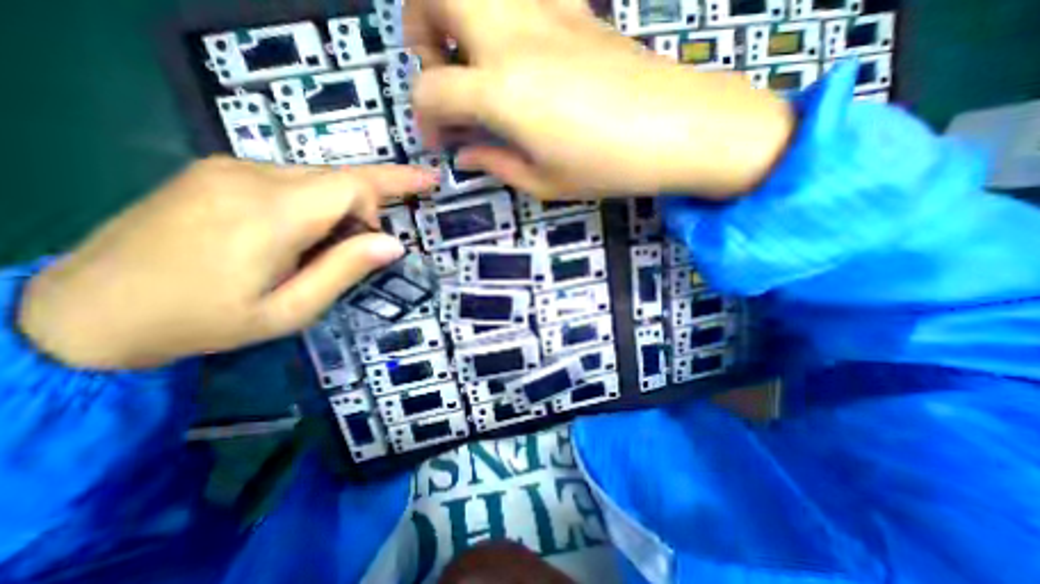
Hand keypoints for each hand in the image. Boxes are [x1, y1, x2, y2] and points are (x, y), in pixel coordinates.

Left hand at [20, 156, 434, 369]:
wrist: (86, 311)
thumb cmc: (203, 320)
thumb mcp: (290, 310)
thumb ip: (345, 271)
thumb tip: (394, 244)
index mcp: (270, 215)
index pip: (353, 185)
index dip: (394, 185)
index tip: (427, 184)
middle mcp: (250, 176)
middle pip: (339, 177)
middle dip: (368, 206)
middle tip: (370, 246)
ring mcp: (228, 168)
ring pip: (317, 178)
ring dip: (340, 208)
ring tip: (326, 249)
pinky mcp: (217, 170)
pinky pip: (291, 178)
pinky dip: (315, 202)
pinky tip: (299, 234)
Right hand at [401, 0, 793, 197]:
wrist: (677, 128)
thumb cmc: (605, 166)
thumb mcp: (543, 181)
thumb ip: (496, 164)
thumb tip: (465, 155)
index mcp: (500, 91)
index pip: (430, 90)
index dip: (425, 119)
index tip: (442, 142)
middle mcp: (511, 37)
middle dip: (420, 28)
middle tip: (441, 72)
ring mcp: (545, 13)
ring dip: (458, 15)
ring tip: (474, 62)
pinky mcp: (574, 8)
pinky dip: (504, 17)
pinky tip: (521, 54)